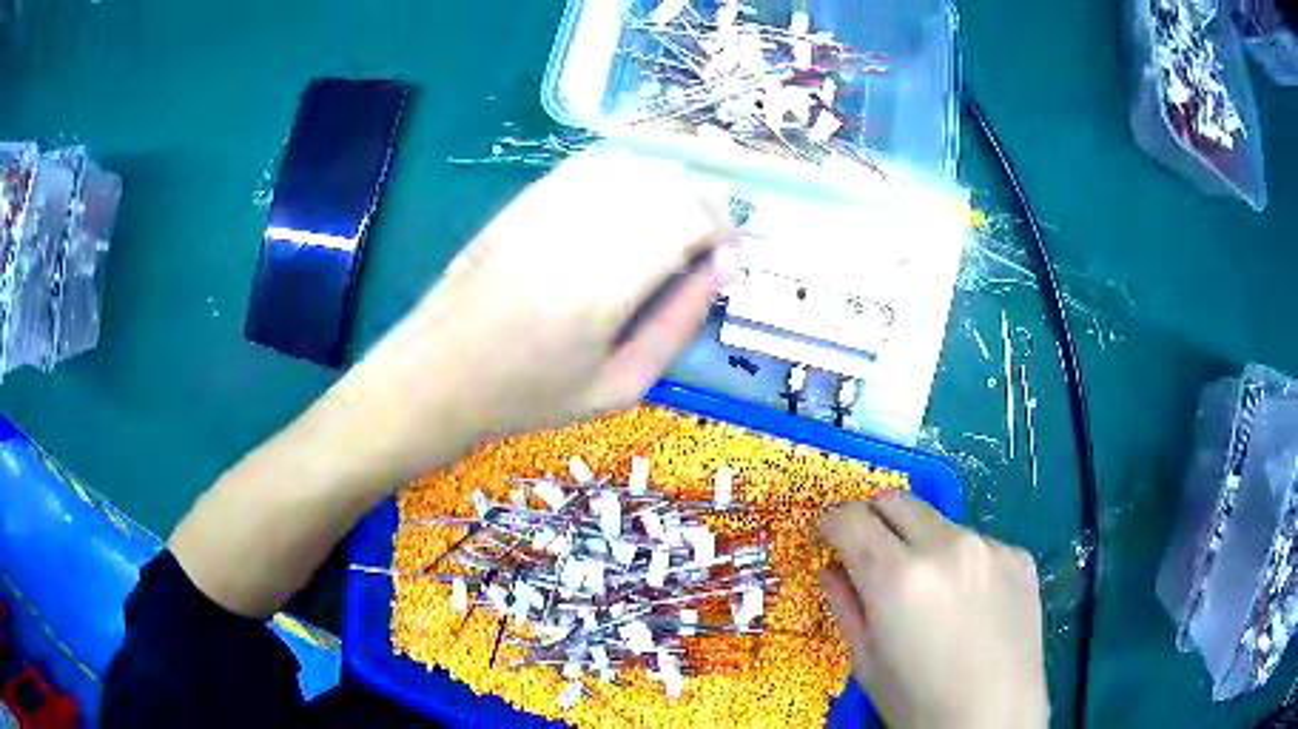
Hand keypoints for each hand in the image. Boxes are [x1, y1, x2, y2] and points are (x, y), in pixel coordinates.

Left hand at [337, 150, 734, 476]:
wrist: (439, 371)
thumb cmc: (528, 395)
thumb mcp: (618, 389)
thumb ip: (677, 326)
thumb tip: (722, 269)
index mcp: (599, 290)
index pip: (688, 220)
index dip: (724, 231)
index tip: (726, 261)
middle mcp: (574, 231)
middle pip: (669, 182)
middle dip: (708, 207)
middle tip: (708, 246)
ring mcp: (545, 206)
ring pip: (636, 164)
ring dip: (673, 189)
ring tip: (674, 229)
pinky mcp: (526, 196)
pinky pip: (597, 164)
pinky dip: (632, 178)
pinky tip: (632, 210)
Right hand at [818, 492, 1047, 728]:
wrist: (994, 718)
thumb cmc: (917, 702)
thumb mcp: (865, 661)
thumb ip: (844, 605)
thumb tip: (832, 567)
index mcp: (898, 577)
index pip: (851, 517)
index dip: (831, 522)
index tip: (828, 536)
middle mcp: (947, 546)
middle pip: (897, 501)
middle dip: (873, 518)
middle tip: (869, 553)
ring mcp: (989, 547)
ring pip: (939, 523)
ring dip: (920, 542)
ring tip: (928, 591)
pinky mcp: (1018, 555)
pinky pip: (977, 544)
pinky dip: (960, 561)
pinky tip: (968, 603)